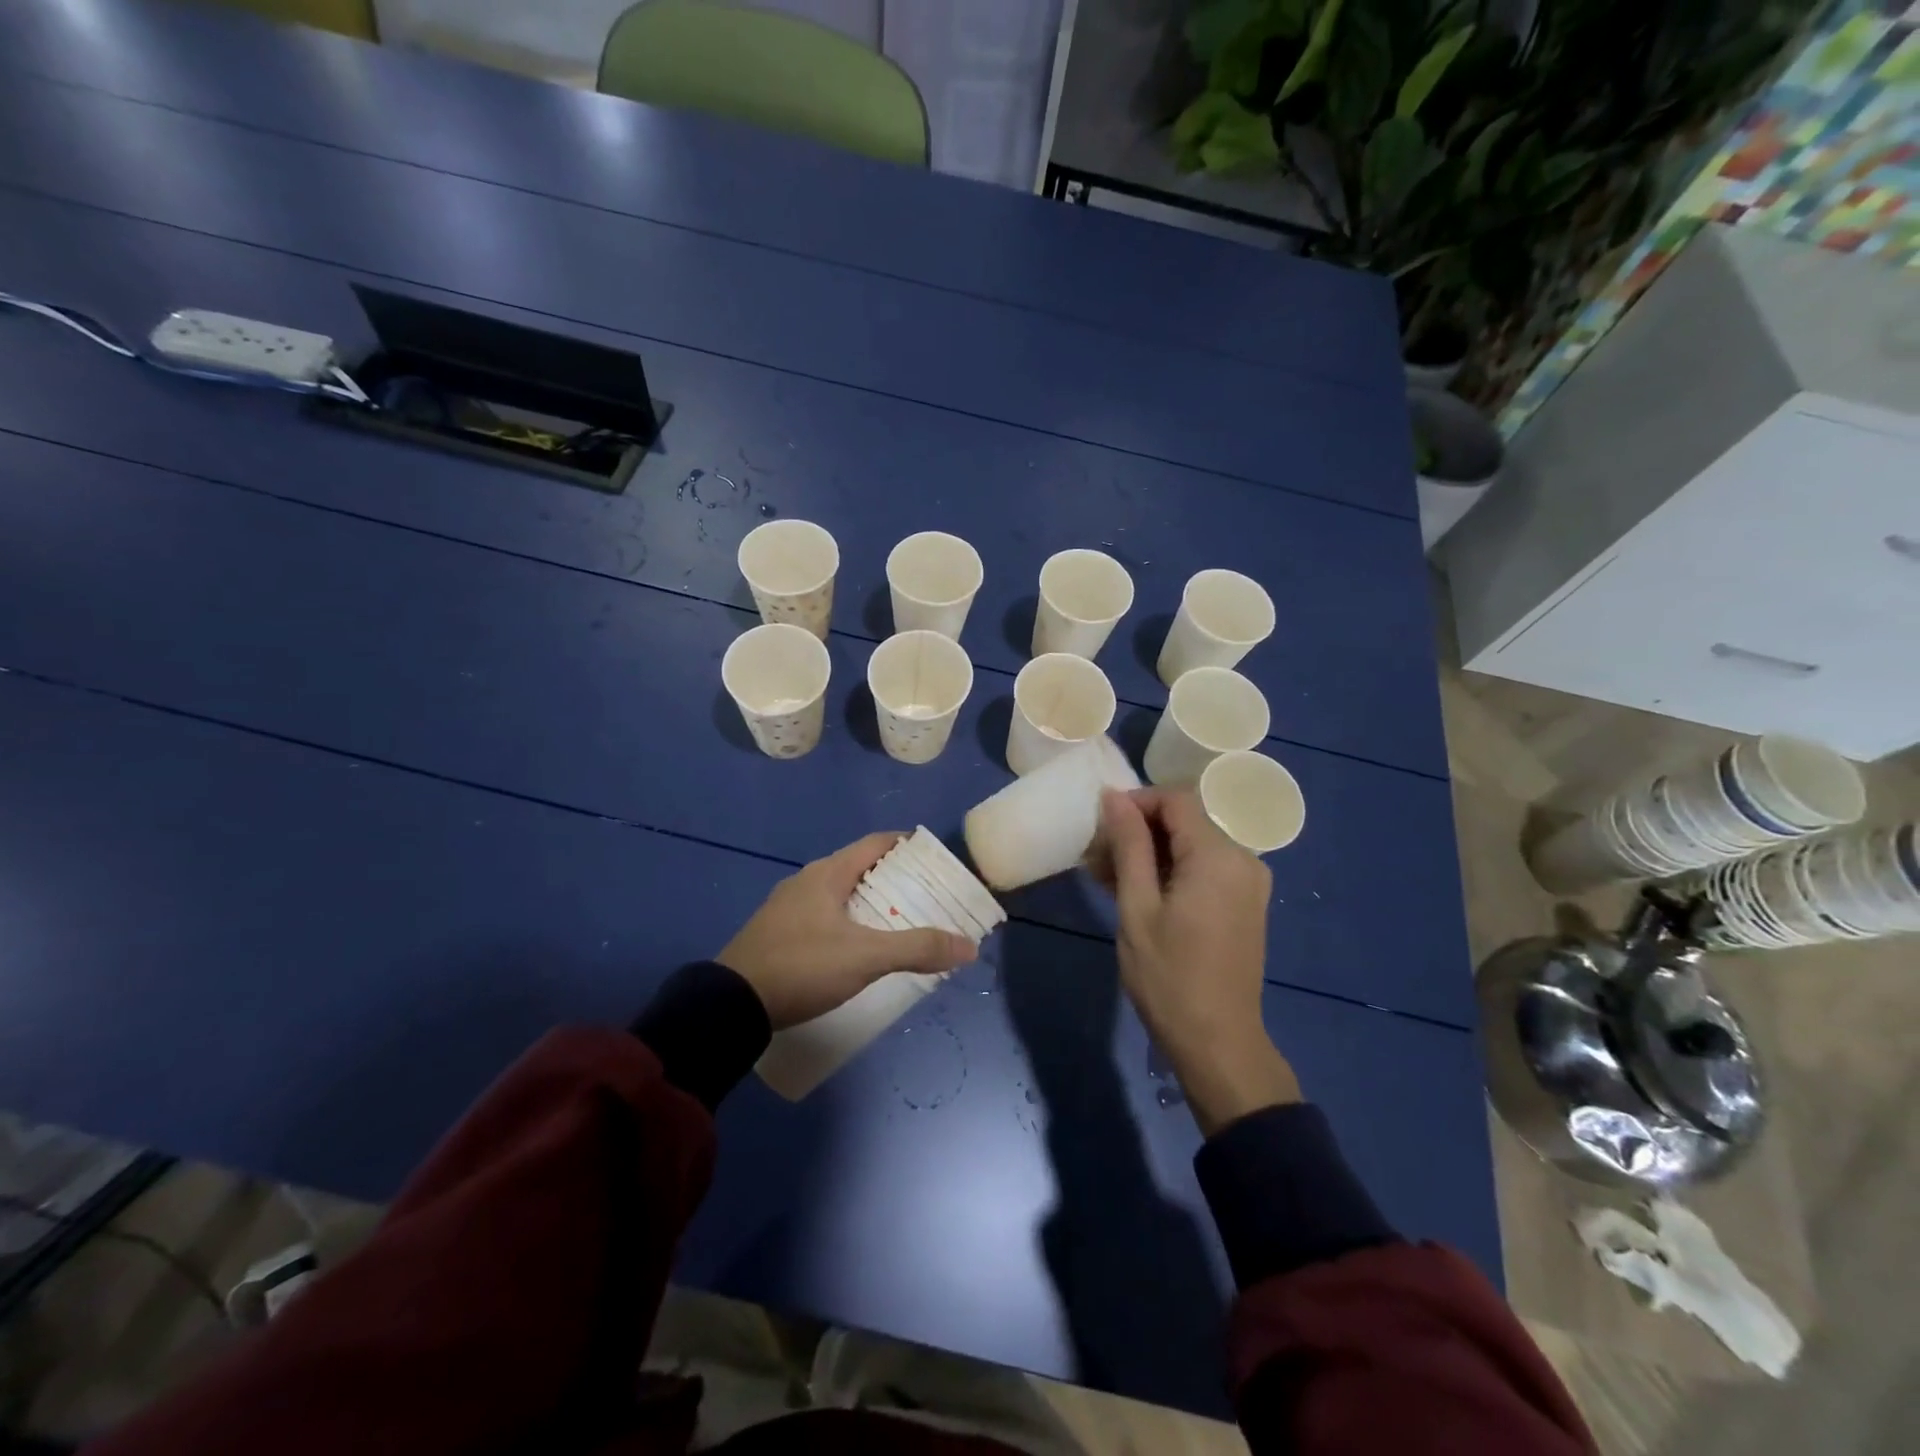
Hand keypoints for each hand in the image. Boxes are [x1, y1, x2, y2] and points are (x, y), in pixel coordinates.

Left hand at [718, 833, 975, 1029]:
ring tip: (899, 922)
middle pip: (859, 868)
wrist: (730, 1004)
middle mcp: (807, 881)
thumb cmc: (802, 966)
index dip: (906, 846)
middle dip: (894, 878)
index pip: (875, 844)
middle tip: (926, 896)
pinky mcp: (777, 933)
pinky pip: (823, 915)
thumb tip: (969, 945)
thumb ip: (917, 948)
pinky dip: (848, 921)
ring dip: (870, 902)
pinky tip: (858, 947)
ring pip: (839, 893)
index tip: (934, 859)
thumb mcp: (865, 957)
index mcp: (828, 873)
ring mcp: (787, 907)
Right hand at [1098, 788, 1299, 1133]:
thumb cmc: (1169, 977)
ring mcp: (1249, 881)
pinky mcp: (1246, 902)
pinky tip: (1139, 891)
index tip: (1101, 825)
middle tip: (1097, 856)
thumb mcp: (1138, 908)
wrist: (1219, 1042)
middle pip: (1186, 820)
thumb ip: (1129, 846)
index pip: (1176, 800)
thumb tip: (1114, 796)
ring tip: (1109, 876)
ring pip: (1193, 844)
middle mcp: (1243, 859)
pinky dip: (1172, 869)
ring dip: (1152, 852)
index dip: (1135, 802)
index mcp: (1218, 856)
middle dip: (1139, 829)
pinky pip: (1206, 867)